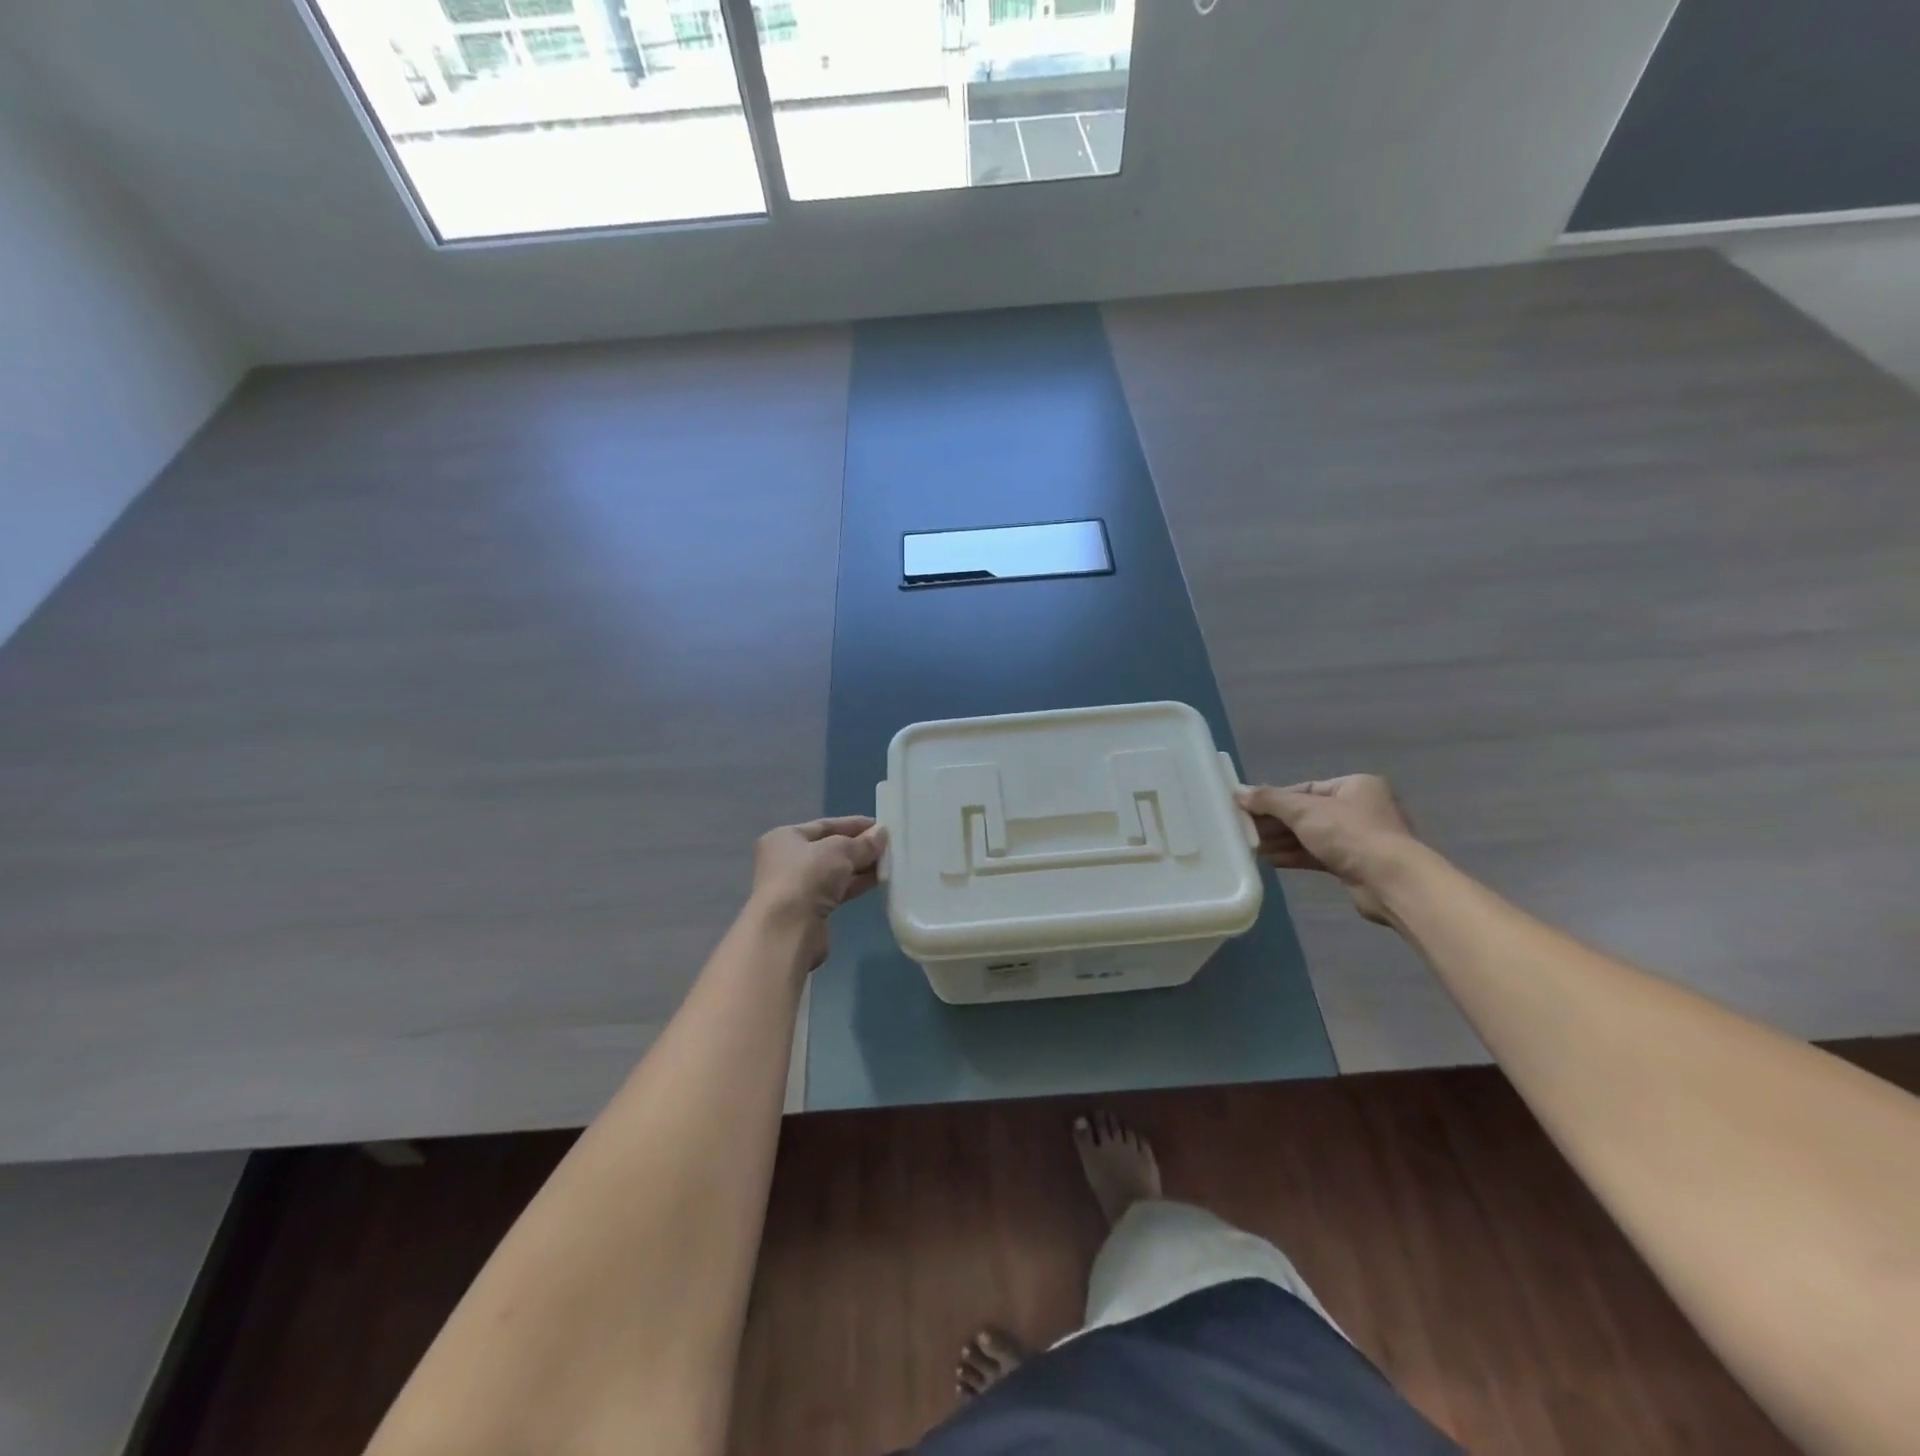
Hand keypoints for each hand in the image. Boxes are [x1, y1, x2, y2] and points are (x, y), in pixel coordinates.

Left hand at [748, 816, 886, 969]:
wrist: (788, 930)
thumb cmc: (807, 877)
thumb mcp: (840, 851)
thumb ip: (863, 842)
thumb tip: (882, 833)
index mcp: (785, 837)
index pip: (825, 825)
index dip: (854, 824)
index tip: (881, 826)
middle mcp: (787, 860)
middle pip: (830, 848)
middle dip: (859, 847)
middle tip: (889, 846)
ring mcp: (797, 887)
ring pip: (835, 871)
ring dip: (860, 867)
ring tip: (889, 863)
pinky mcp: (809, 910)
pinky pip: (837, 891)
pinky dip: (855, 885)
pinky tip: (878, 880)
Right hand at [1236, 776, 1417, 924]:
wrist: (1390, 881)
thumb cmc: (1349, 834)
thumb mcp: (1304, 810)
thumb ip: (1269, 800)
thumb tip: (1239, 793)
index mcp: (1354, 786)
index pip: (1305, 788)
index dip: (1274, 798)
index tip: (1247, 808)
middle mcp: (1359, 809)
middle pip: (1306, 812)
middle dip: (1275, 822)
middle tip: (1244, 829)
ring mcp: (1358, 839)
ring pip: (1310, 835)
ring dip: (1281, 840)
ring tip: (1251, 846)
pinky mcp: (1353, 864)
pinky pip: (1316, 855)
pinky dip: (1293, 855)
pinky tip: (1269, 859)